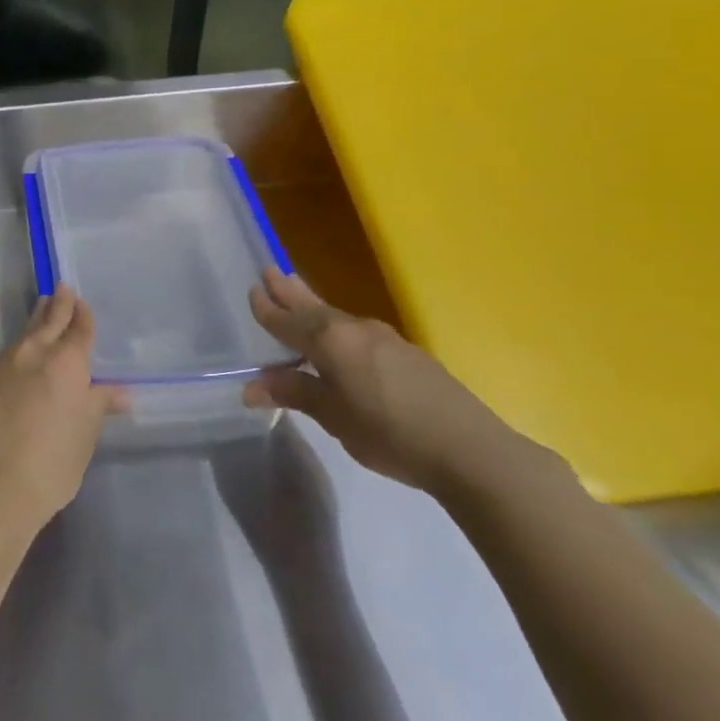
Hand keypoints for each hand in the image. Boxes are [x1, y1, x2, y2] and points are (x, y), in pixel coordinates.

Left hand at [0, 290, 128, 536]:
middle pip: (46, 321)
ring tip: (38, 317)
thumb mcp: (83, 438)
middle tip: (59, 291)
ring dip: (31, 328)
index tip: (79, 302)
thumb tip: (119, 392)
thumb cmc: (49, 467)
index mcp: (65, 364)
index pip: (78, 329)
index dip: (81, 315)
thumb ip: (97, 407)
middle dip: (55, 306)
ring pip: (19, 339)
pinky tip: (9, 370)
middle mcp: (30, 354)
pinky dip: (8, 362)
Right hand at [244, 266, 548, 498]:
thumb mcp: (333, 417)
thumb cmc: (389, 433)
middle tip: (270, 271)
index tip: (252, 290)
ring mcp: (385, 338)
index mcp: (330, 341)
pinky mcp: (407, 353)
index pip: (288, 321)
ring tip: (298, 294)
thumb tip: (251, 386)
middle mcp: (355, 329)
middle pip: (313, 307)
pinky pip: (357, 331)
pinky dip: (337, 326)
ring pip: (337, 316)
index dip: (268, 309)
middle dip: (290, 292)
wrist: (469, 449)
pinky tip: (340, 337)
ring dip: (313, 305)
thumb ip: (295, 394)